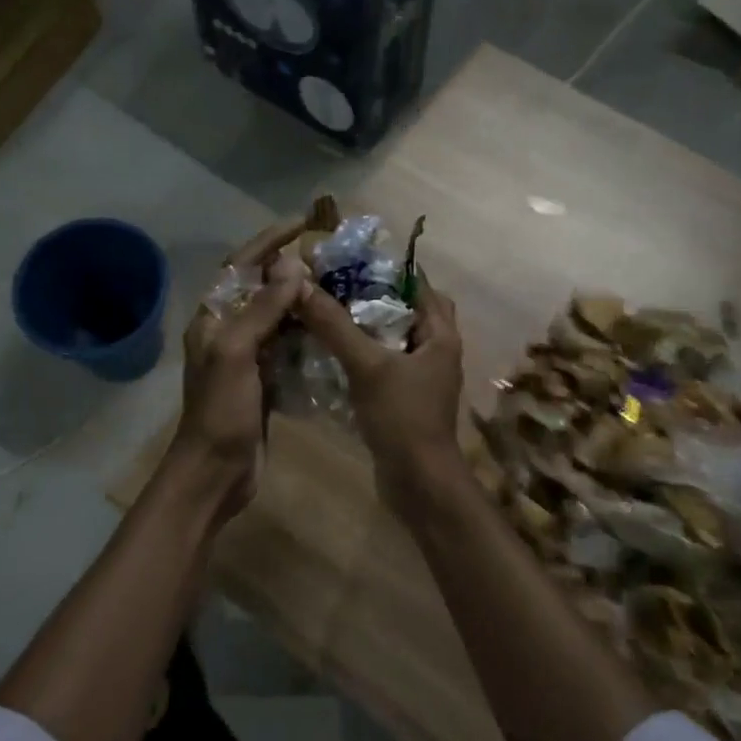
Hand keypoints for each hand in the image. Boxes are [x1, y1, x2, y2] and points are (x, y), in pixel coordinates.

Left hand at [166, 220, 309, 520]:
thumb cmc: (221, 411)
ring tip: (339, 288)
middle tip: (331, 258)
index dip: (269, 241)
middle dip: (291, 271)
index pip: (241, 266)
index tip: (303, 223)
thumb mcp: (237, 353)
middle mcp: (227, 332)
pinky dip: (307, 336)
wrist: (216, 472)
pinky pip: (288, 347)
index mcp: (213, 318)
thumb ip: (262, 309)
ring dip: (302, 303)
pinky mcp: (264, 381)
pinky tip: (333, 330)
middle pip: (261, 289)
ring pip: (278, 319)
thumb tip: (291, 265)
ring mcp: (246, 358)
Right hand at [297, 278, 465, 510]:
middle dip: (371, 297)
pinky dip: (362, 354)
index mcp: (440, 335)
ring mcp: (421, 377)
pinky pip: (383, 364)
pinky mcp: (405, 398)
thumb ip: (335, 325)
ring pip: (392, 338)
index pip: (418, 284)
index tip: (348, 260)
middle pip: (405, 310)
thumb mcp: (367, 365)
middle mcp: (436, 350)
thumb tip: (301, 285)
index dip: (386, 268)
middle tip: (333, 288)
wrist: (417, 481)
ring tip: (326, 314)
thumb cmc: (402, 417)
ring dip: (364, 326)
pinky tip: (330, 353)